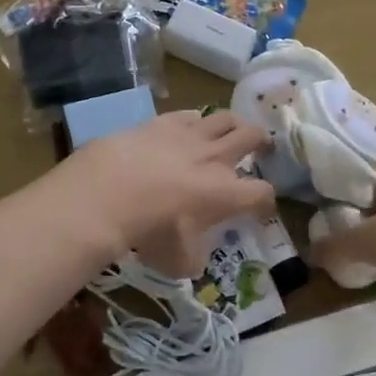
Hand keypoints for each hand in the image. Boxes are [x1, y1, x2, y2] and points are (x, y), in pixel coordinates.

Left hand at [59, 109, 273, 273]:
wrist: (108, 193)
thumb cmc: (150, 231)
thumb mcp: (177, 261)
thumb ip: (194, 258)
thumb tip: (194, 258)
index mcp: (227, 194)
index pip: (261, 193)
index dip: (266, 201)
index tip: (261, 208)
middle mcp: (216, 159)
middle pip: (252, 138)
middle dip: (262, 143)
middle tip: (263, 147)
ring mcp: (190, 135)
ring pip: (225, 118)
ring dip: (235, 124)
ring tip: (234, 129)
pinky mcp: (163, 122)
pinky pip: (190, 114)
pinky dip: (196, 120)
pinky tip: (192, 124)